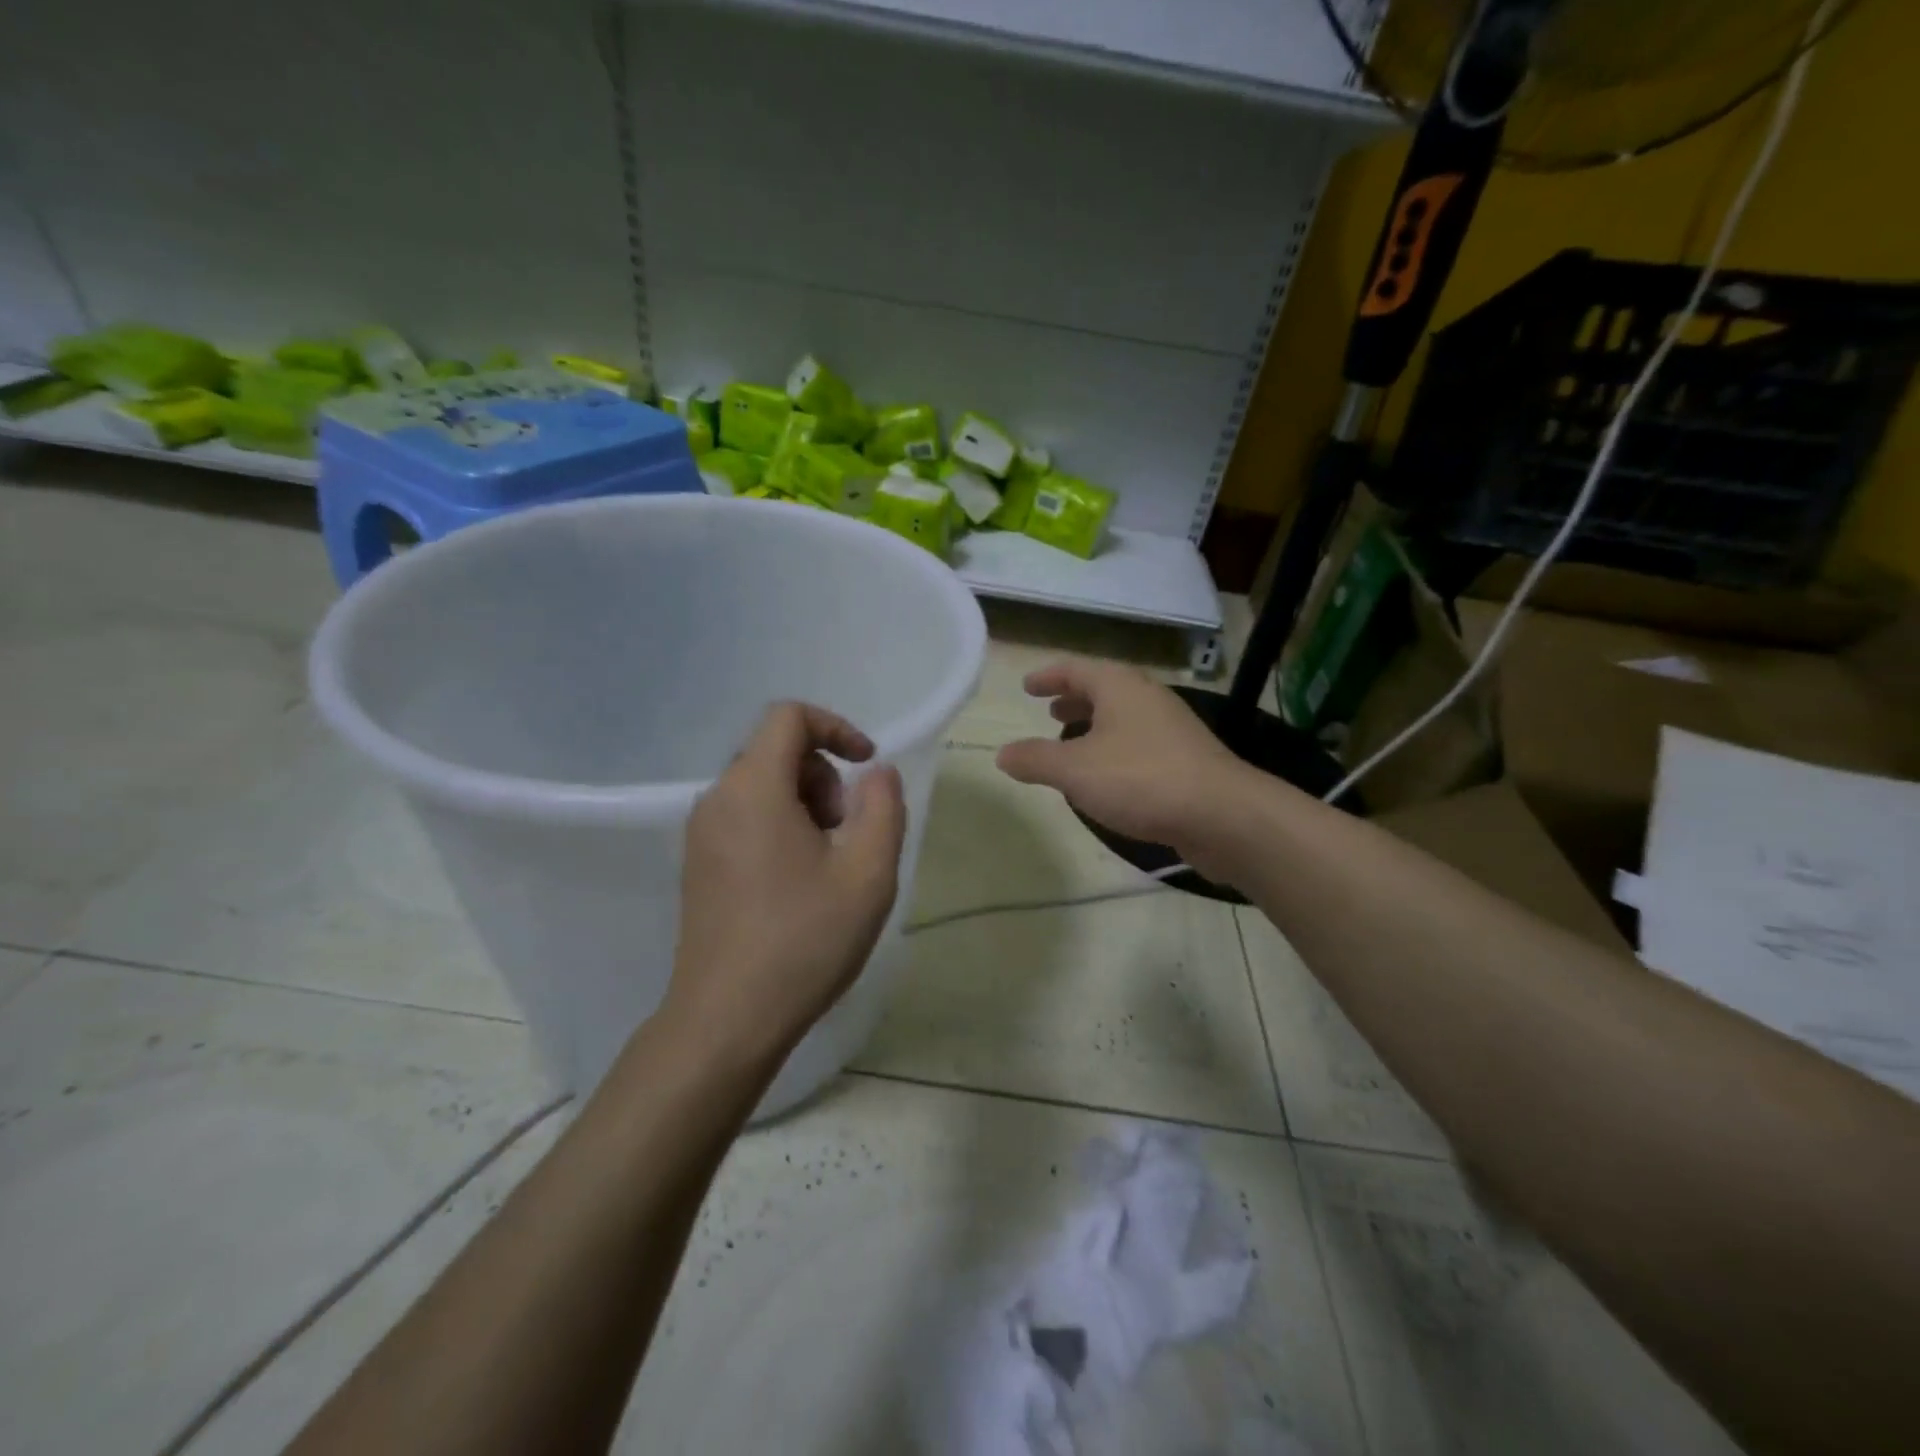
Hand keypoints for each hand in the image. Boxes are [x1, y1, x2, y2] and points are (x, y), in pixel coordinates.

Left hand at [665, 702, 906, 1065]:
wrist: (726, 1019)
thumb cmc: (804, 940)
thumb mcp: (868, 873)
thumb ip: (883, 807)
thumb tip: (877, 772)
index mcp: (753, 788)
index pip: (789, 717)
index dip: (837, 728)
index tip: (867, 767)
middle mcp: (717, 799)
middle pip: (776, 751)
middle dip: (824, 776)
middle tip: (849, 831)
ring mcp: (701, 834)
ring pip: (761, 786)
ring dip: (806, 803)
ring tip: (829, 861)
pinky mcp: (698, 864)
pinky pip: (745, 817)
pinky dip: (781, 825)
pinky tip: (800, 881)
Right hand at [996, 659, 1250, 875]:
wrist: (1222, 815)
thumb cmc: (1141, 779)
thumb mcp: (1074, 770)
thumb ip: (1035, 760)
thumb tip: (1002, 754)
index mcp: (1119, 687)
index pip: (1076, 669)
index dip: (1048, 676)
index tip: (1027, 686)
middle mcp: (1148, 698)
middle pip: (1104, 690)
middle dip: (1074, 699)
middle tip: (1050, 711)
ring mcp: (1172, 728)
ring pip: (1123, 717)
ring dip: (1095, 725)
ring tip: (1073, 743)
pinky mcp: (1186, 759)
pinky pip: (1139, 742)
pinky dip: (1115, 748)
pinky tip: (1107, 776)